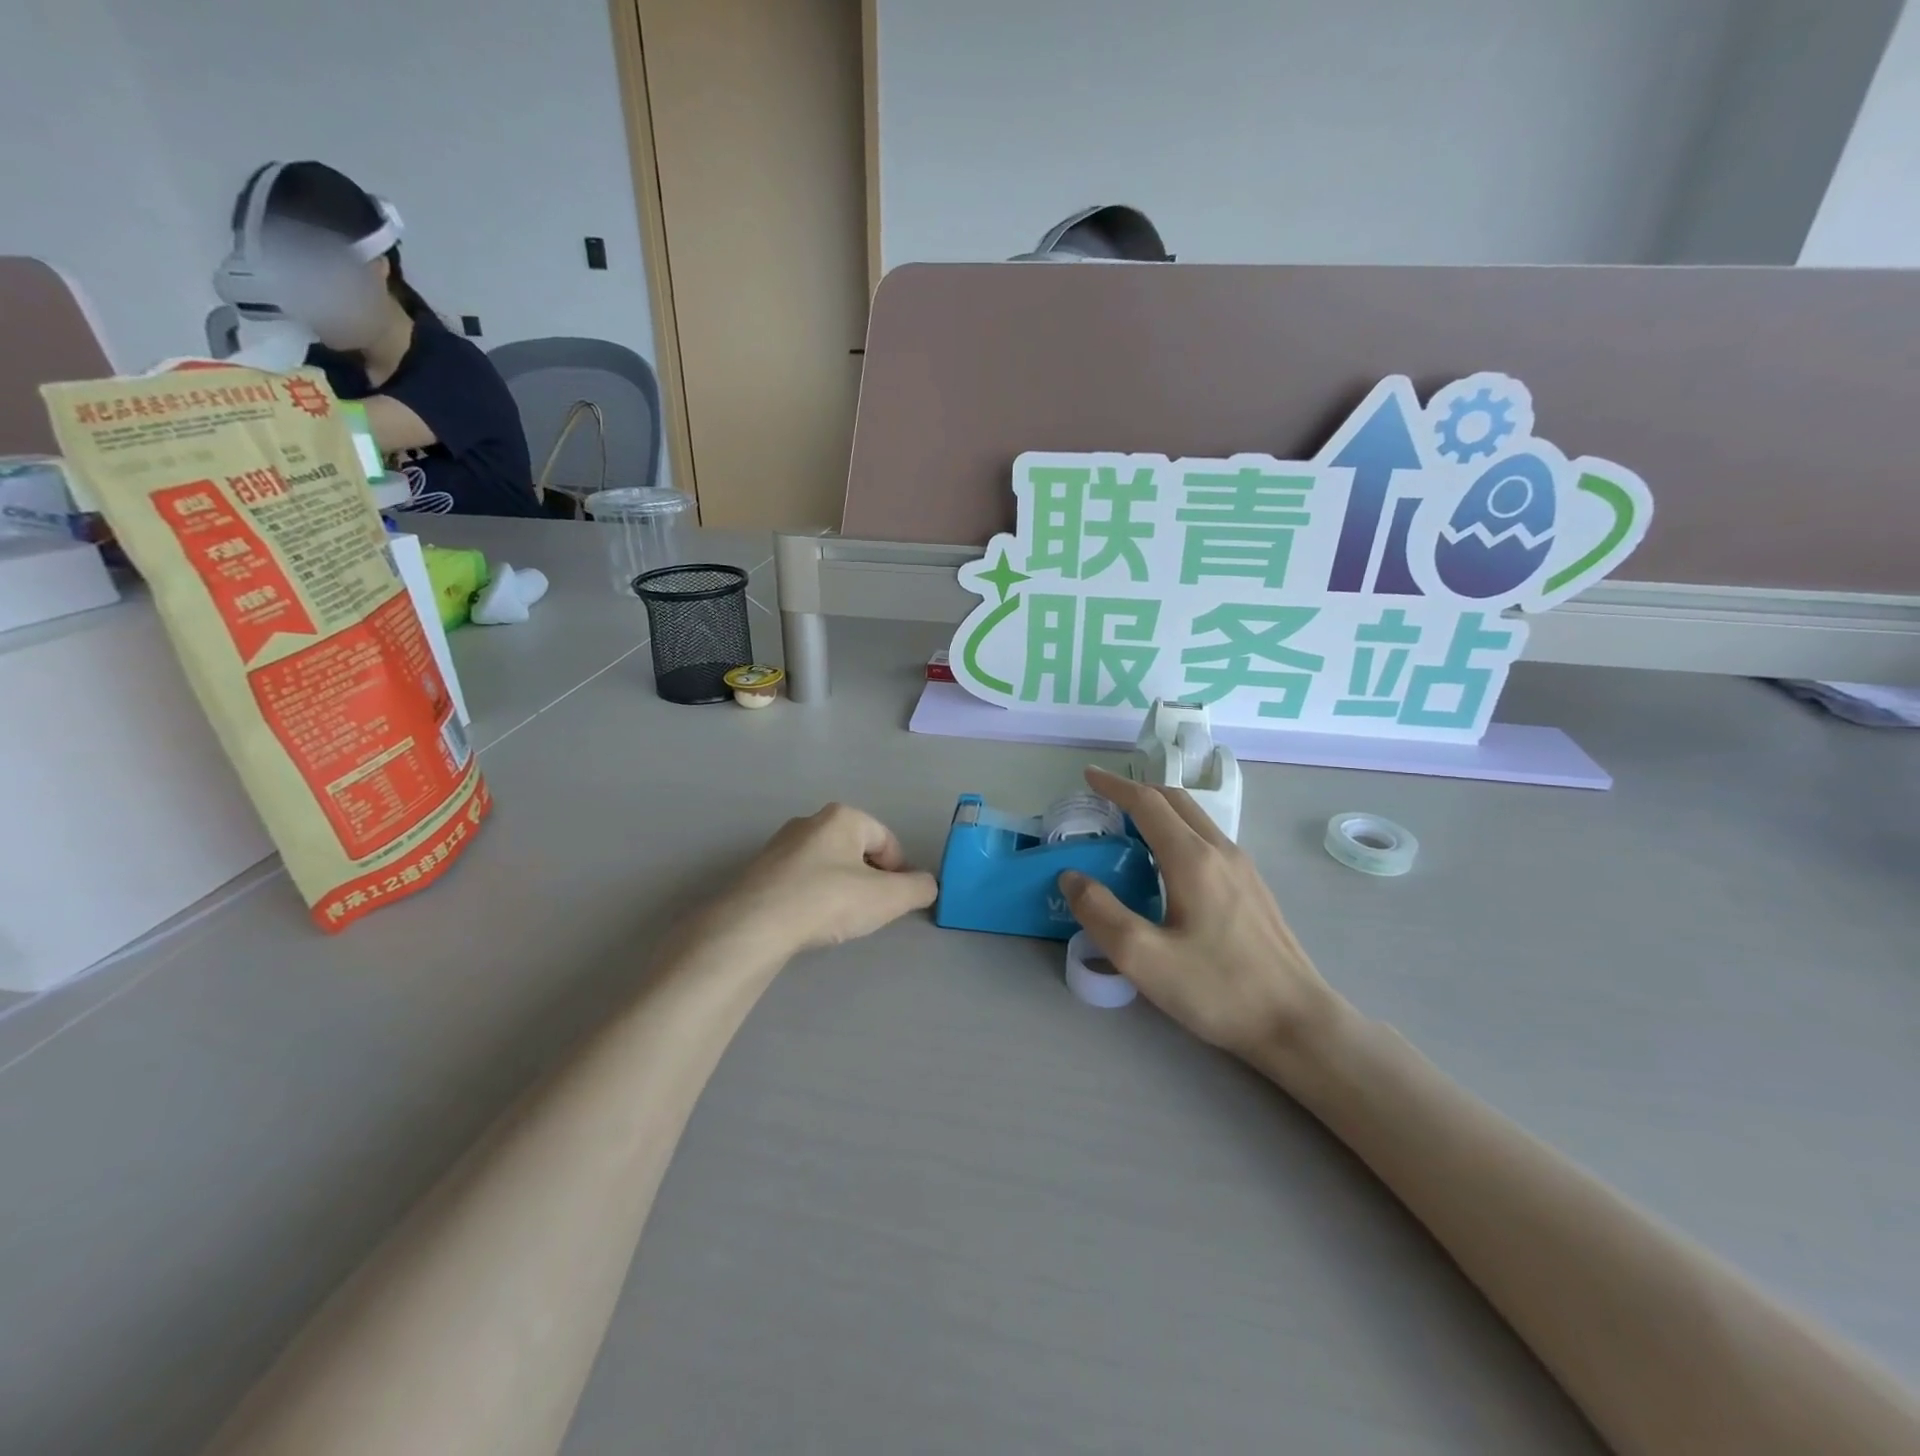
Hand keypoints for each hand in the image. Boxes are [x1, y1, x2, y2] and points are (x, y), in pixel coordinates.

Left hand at [716, 803, 937, 956]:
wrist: (754, 925)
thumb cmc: (828, 900)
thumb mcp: (887, 898)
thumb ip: (917, 889)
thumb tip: (927, 885)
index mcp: (843, 817)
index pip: (887, 840)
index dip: (899, 871)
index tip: (896, 901)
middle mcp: (810, 821)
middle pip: (856, 850)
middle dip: (869, 879)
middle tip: (869, 911)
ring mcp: (780, 845)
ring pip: (827, 865)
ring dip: (840, 889)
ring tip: (838, 920)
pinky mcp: (759, 870)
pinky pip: (799, 880)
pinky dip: (811, 897)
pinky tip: (809, 921)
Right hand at [1060, 766, 1343, 1063]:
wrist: (1297, 1022)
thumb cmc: (1217, 989)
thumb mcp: (1144, 958)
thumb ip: (1100, 913)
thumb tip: (1072, 877)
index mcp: (1192, 859)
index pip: (1147, 803)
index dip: (1115, 786)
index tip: (1088, 775)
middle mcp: (1221, 851)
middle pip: (1175, 801)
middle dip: (1137, 792)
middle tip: (1104, 800)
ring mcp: (1243, 869)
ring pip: (1196, 819)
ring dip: (1160, 810)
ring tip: (1130, 828)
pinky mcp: (1254, 889)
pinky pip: (1208, 840)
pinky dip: (1178, 831)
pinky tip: (1168, 864)